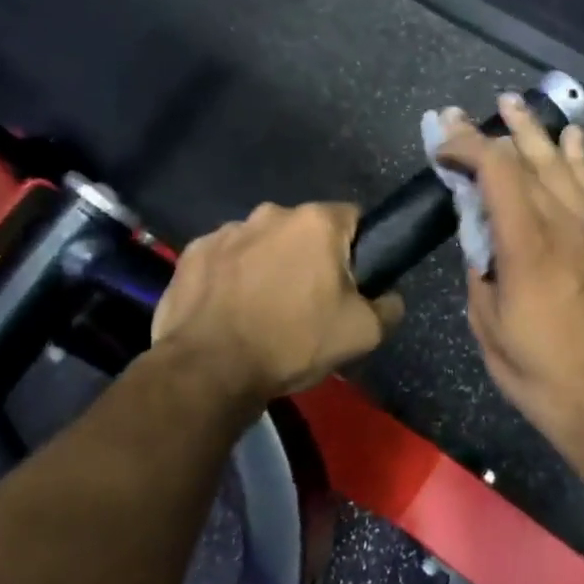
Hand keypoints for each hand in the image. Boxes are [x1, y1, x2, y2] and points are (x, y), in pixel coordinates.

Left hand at [152, 202, 404, 398]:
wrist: (210, 370)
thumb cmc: (292, 343)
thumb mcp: (362, 335)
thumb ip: (388, 308)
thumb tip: (389, 297)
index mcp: (317, 223)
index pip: (352, 219)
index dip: (357, 250)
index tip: (350, 283)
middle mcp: (271, 213)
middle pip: (304, 231)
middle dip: (309, 257)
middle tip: (307, 302)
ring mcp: (227, 230)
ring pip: (262, 243)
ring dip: (267, 265)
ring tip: (262, 310)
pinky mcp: (194, 252)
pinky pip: (225, 259)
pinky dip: (230, 277)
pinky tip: (229, 310)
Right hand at [436, 96, 583, 446]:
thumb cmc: (536, 368)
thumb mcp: (486, 322)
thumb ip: (480, 268)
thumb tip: (480, 237)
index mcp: (526, 244)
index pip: (496, 170)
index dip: (466, 145)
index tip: (439, 142)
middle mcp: (562, 225)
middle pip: (528, 158)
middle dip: (492, 130)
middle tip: (462, 112)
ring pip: (561, 164)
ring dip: (534, 132)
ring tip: (513, 104)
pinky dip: (577, 158)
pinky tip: (571, 138)